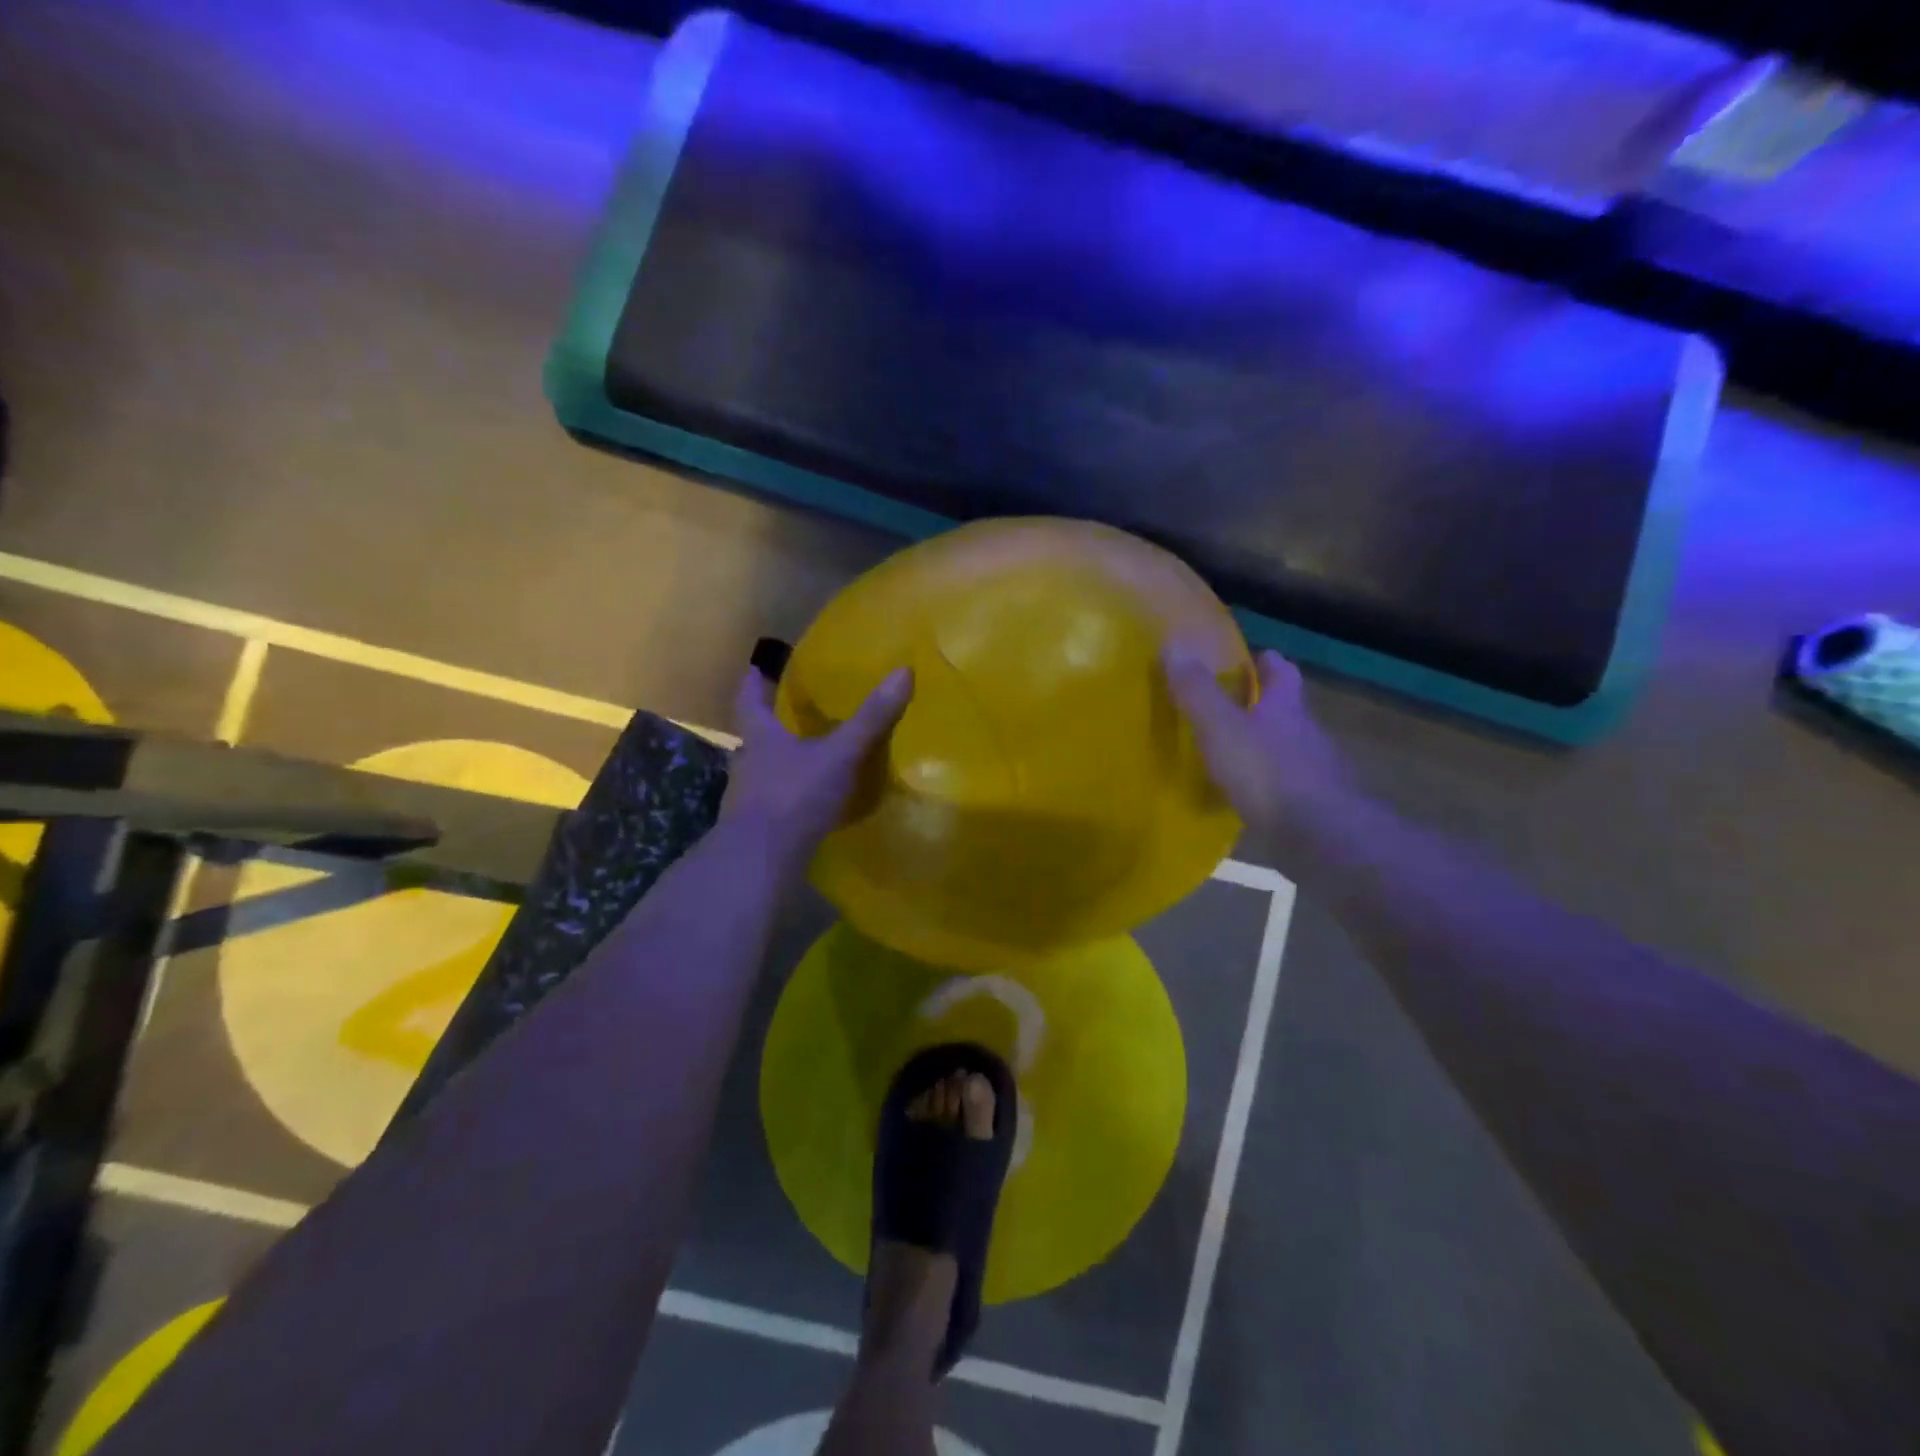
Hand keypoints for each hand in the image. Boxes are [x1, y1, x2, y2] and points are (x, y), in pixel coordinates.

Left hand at [721, 664, 912, 866]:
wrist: (762, 861)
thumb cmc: (794, 796)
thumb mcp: (840, 754)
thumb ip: (871, 719)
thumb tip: (903, 671)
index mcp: (760, 737)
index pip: (750, 699)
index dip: (756, 680)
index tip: (760, 666)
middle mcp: (748, 763)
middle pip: (756, 735)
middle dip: (774, 723)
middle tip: (797, 712)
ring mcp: (749, 799)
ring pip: (766, 770)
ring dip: (784, 762)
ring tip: (812, 756)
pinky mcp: (760, 828)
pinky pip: (778, 802)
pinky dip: (794, 796)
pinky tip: (814, 801)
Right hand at [1163, 646, 1356, 853]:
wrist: (1320, 837)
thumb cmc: (1268, 773)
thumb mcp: (1221, 727)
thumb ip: (1197, 691)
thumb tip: (1174, 644)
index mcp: (1286, 707)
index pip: (1282, 672)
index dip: (1265, 662)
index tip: (1246, 660)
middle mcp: (1305, 733)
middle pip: (1284, 710)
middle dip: (1258, 706)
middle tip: (1222, 707)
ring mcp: (1313, 772)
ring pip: (1283, 749)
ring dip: (1259, 747)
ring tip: (1224, 754)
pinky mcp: (1310, 807)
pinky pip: (1281, 786)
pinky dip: (1261, 785)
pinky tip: (1240, 796)